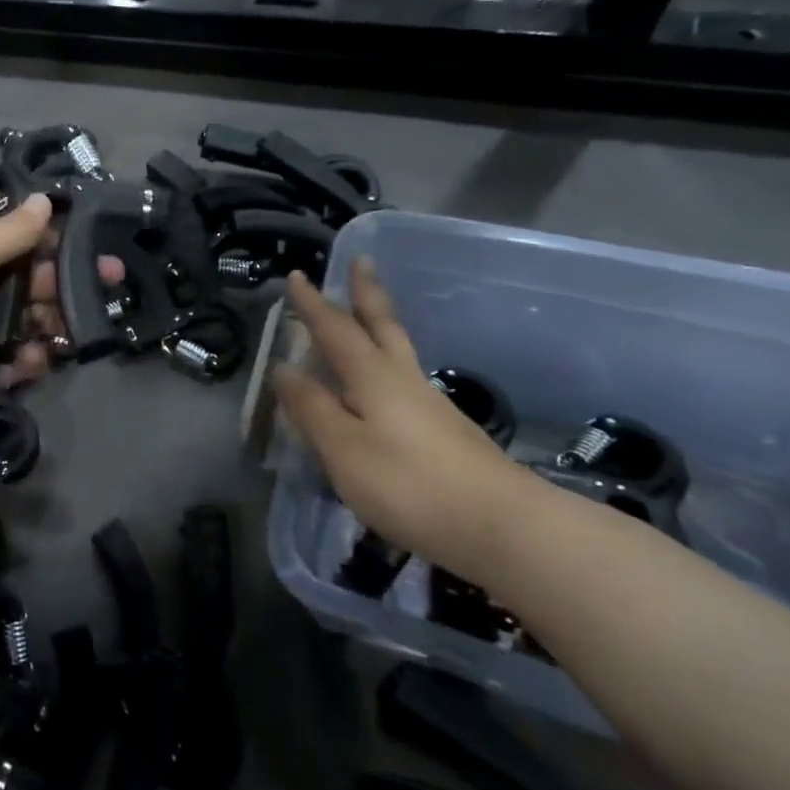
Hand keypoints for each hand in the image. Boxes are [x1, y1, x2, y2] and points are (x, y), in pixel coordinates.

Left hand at [0, 195, 123, 442]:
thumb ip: (10, 230)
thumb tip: (44, 199)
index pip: (20, 243)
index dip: (56, 241)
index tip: (94, 242)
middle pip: (34, 285)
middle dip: (69, 283)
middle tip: (110, 282)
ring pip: (34, 325)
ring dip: (54, 324)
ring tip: (69, 327)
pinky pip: (21, 364)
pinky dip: (30, 361)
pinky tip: (32, 359)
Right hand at [273, 260, 543, 583]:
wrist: (505, 528)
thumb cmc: (410, 484)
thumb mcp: (344, 449)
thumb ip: (312, 409)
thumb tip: (284, 369)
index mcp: (373, 377)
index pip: (335, 330)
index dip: (314, 304)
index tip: (297, 275)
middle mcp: (403, 379)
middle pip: (382, 326)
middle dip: (366, 293)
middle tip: (361, 261)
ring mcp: (431, 405)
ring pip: (398, 351)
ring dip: (379, 325)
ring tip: (364, 318)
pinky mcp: (448, 432)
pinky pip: (405, 381)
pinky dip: (388, 364)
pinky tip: (384, 386)